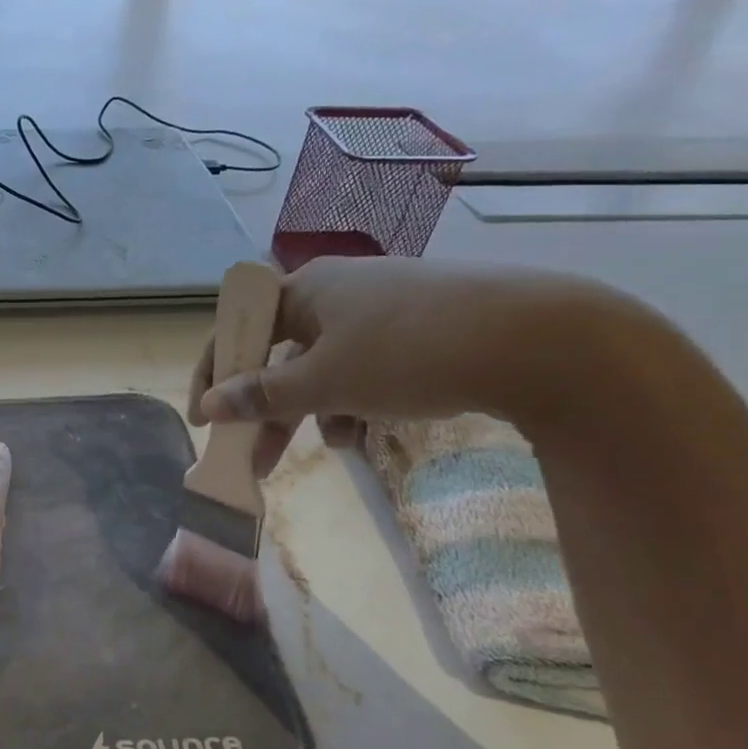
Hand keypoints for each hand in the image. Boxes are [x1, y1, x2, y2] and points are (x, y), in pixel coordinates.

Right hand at [188, 257, 626, 436]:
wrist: (545, 340)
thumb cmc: (410, 352)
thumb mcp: (326, 381)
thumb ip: (262, 396)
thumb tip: (208, 407)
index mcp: (305, 289)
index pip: (238, 329)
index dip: (213, 374)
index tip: (203, 420)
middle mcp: (337, 292)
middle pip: (280, 354)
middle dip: (267, 409)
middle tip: (255, 459)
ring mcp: (382, 309)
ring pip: (325, 367)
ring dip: (316, 410)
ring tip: (335, 447)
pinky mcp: (421, 329)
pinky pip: (366, 368)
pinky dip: (358, 401)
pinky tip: (369, 431)